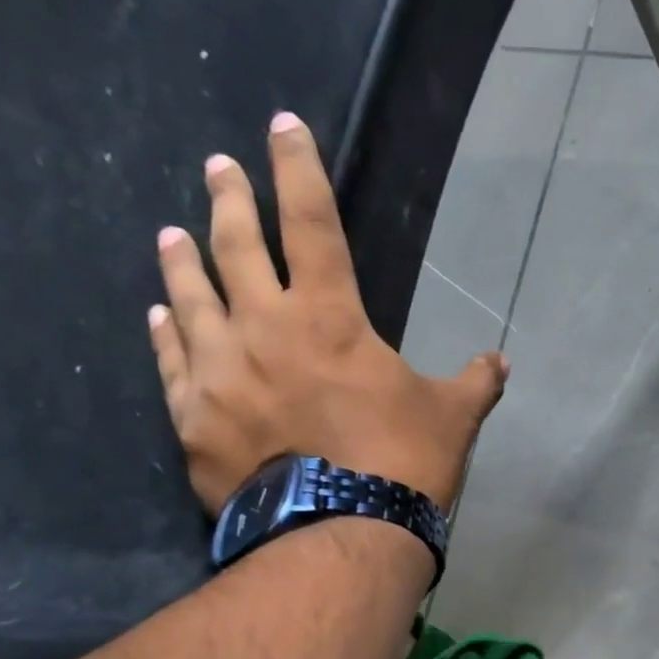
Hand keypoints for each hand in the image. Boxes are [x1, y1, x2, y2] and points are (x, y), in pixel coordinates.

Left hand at [149, 112, 507, 512]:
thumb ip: (474, 382)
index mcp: (331, 318)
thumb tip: (500, 362)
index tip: (282, 125)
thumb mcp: (452, 417)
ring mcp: (219, 371)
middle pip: (237, 245)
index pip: (314, 223)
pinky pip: (170, 362)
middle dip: (230, 199)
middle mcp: (264, 328)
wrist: (342, 532)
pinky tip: (158, 315)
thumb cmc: (402, 463)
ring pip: (191, 297)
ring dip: (183, 259)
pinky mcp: (192, 417)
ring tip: (172, 233)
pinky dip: (164, 334)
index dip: (300, 169)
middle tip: (218, 168)